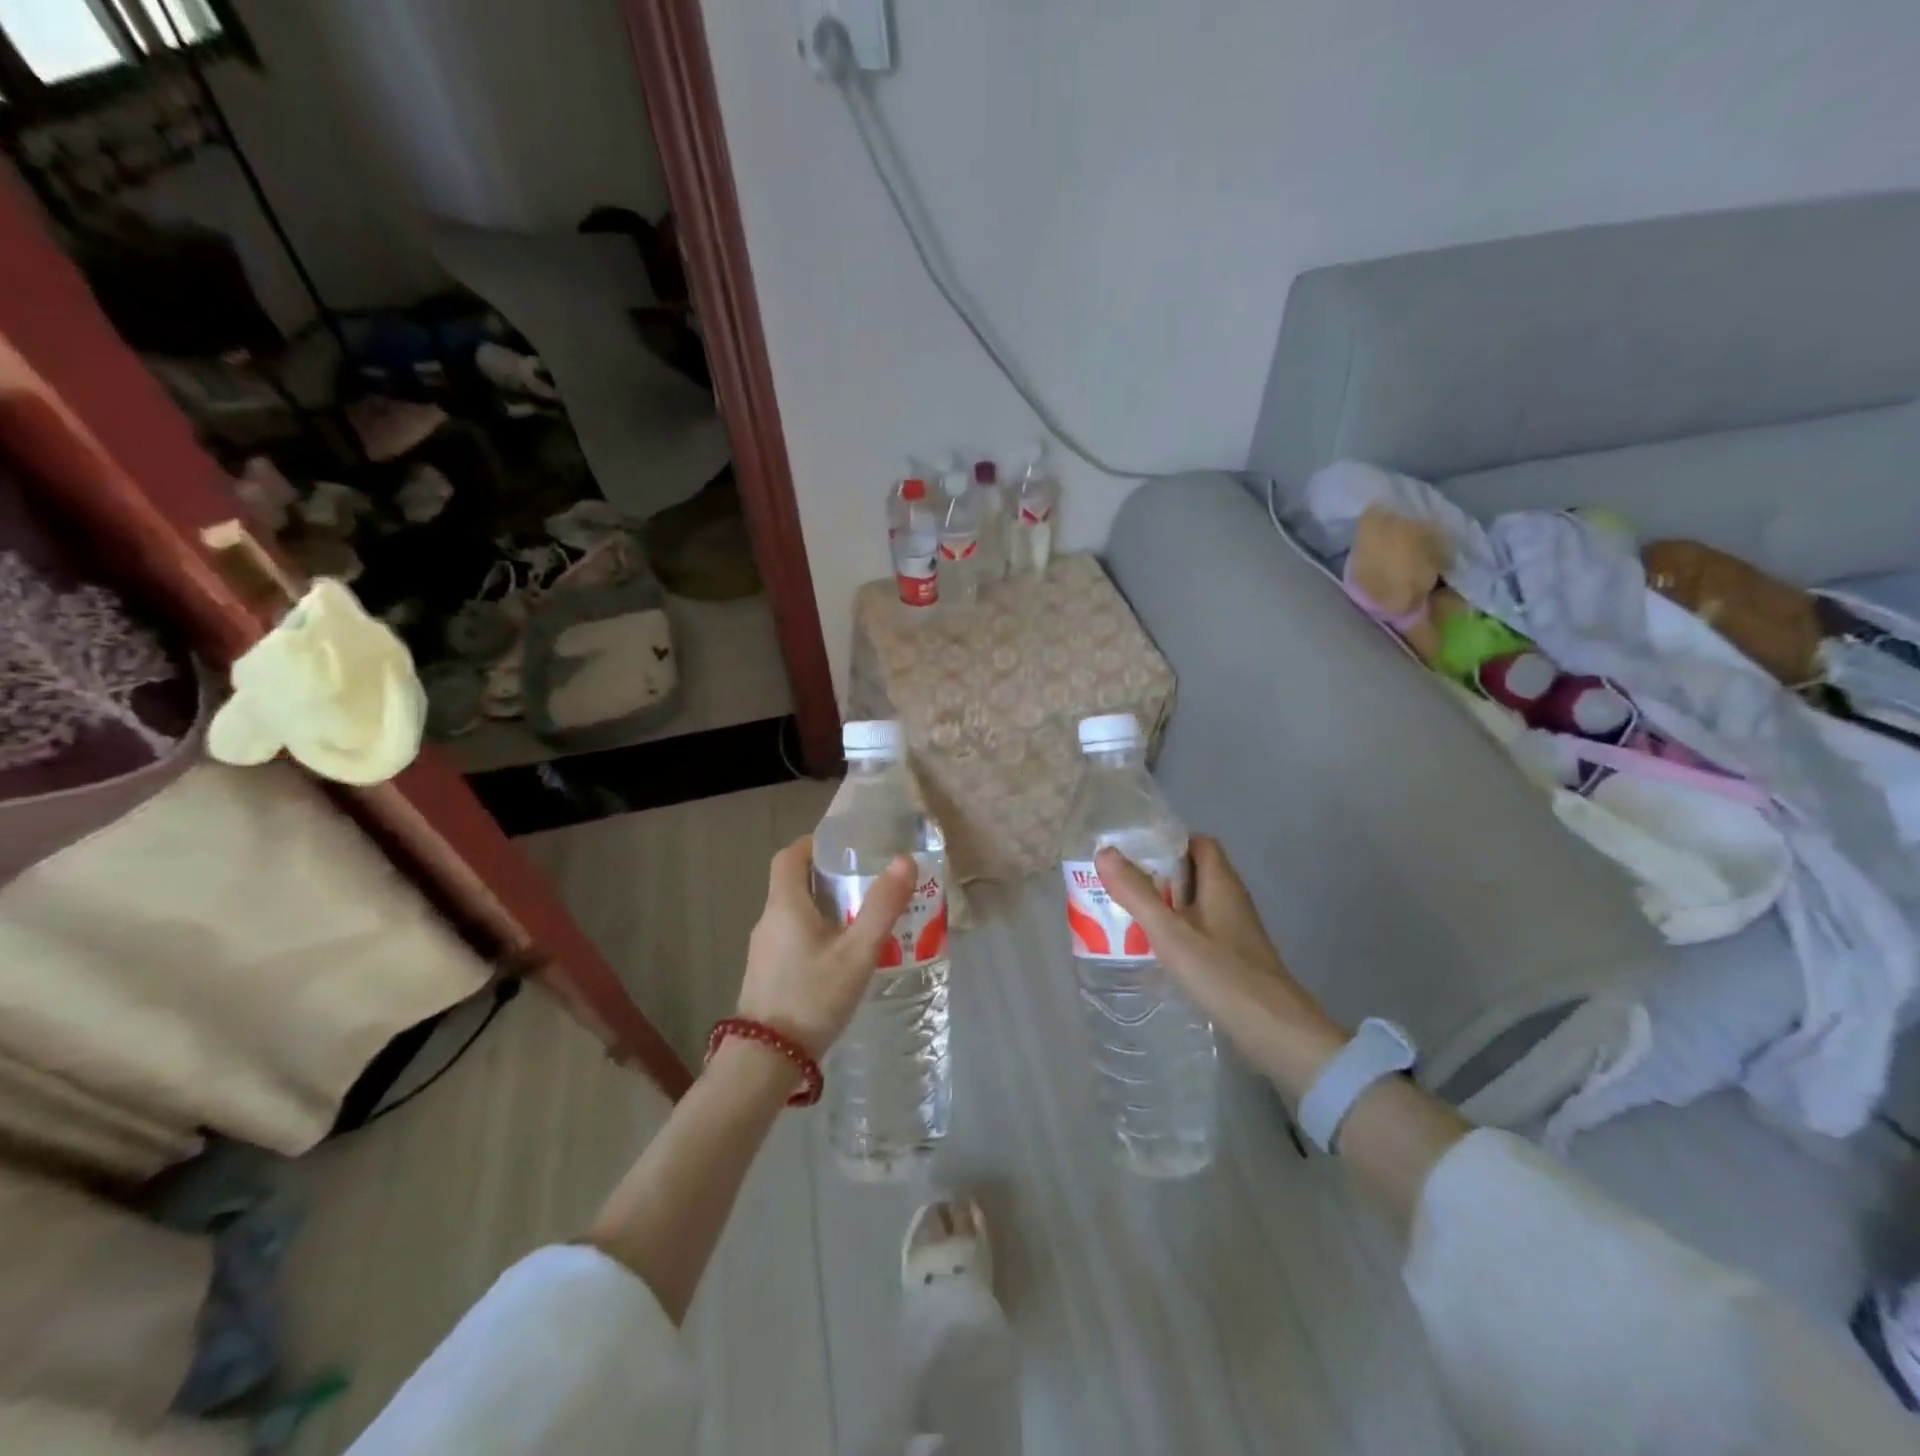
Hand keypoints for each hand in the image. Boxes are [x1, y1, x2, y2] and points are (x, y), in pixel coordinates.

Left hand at [737, 836, 916, 1058]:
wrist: (766, 1061)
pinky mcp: (766, 973)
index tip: (844, 846)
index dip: (813, 844)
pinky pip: (791, 937)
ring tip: (861, 917)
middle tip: (865, 881)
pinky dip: (815, 932)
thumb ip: (882, 906)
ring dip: (823, 906)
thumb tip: (905, 861)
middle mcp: (768, 920)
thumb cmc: (813, 997)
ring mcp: (763, 949)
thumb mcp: (857, 952)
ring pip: (793, 913)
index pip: (789, 856)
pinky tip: (841, 955)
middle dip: (827, 876)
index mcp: (785, 905)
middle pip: (793, 883)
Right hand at [1097, 836, 1345, 1091]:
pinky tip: (1155, 949)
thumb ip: (1136, 893)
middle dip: (1158, 876)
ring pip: (1196, 904)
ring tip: (1127, 915)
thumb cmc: (1221, 973)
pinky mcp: (1235, 957)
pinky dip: (1177, 931)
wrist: (1275, 1031)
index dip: (1168, 842)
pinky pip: (1200, 930)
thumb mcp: (1170, 932)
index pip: (1198, 843)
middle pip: (1194, 873)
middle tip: (1121, 886)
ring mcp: (1236, 930)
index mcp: (1221, 883)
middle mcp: (1231, 900)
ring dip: (1165, 905)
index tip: (1133, 854)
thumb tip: (1104, 852)